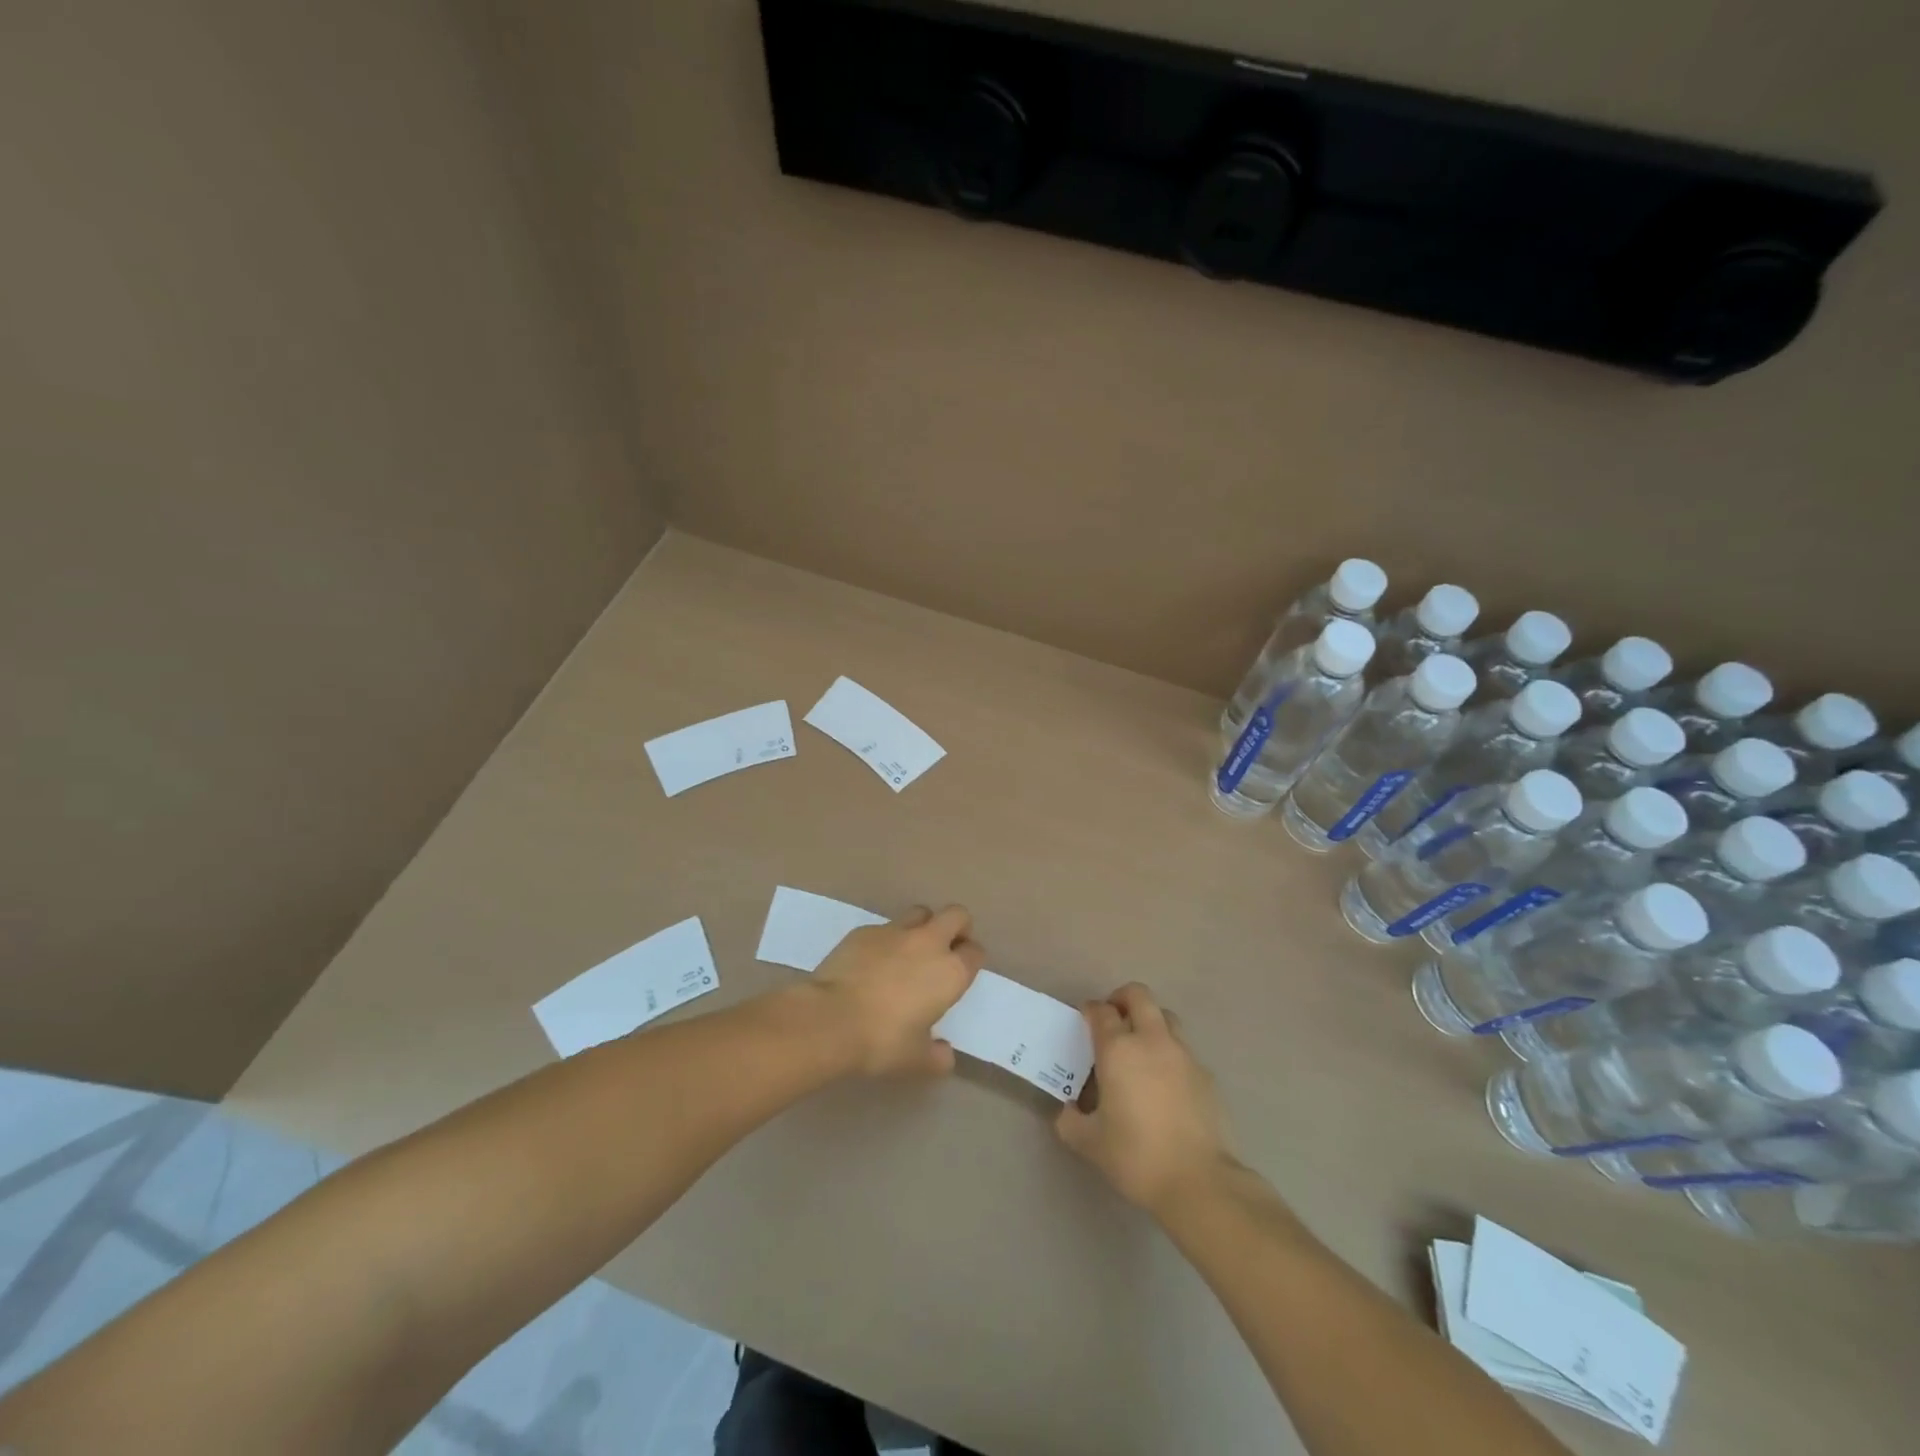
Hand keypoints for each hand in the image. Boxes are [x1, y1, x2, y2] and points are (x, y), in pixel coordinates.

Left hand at [813, 905, 982, 1076]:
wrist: (830, 1019)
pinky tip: (871, 963)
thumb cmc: (882, 1042)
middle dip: (956, 927)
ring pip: (920, 913)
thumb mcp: (916, 1060)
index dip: (970, 959)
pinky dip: (885, 941)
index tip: (961, 973)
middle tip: (945, 949)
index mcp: (950, 972)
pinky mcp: (864, 930)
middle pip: (956, 915)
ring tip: (909, 952)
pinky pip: (884, 928)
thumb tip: (944, 1054)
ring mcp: (894, 931)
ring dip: (922, 927)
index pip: (975, 952)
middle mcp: (928, 943)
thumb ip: (937, 1056)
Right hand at [1055, 983, 1234, 1217]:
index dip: (1090, 1010)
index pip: (1101, 1011)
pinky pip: (1183, 1049)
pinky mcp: (1206, 1074)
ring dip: (1149, 1021)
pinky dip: (1170, 1053)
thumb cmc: (1136, 1156)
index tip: (1084, 1020)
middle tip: (1113, 1020)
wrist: (1199, 1181)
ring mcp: (1183, 1054)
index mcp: (1118, 1049)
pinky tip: (1164, 1083)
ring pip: (1165, 1017)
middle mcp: (1151, 1040)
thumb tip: (1068, 1110)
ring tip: (1140, 1048)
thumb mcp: (1089, 1143)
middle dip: (1122, 999)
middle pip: (1138, 996)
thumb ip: (1070, 1121)